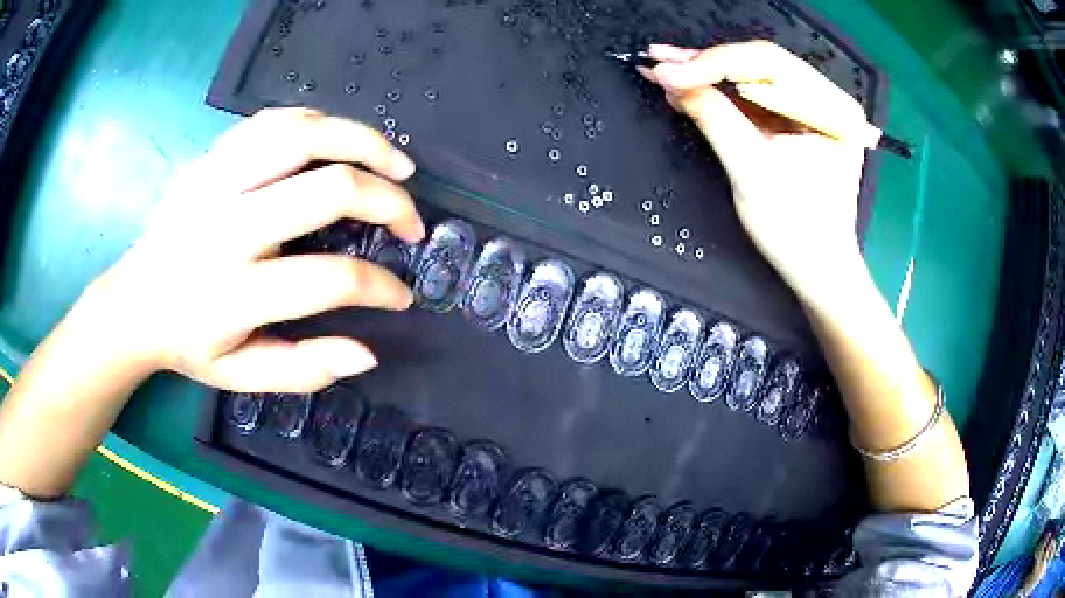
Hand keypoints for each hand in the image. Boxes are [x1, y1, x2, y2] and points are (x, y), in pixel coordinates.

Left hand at [89, 108, 424, 392]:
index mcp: (235, 294)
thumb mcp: (241, 376)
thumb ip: (303, 370)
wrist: (132, 302)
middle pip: (328, 189)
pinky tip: (339, 141)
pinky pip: (272, 121)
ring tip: (397, 164)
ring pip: (304, 135)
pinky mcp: (209, 159)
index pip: (329, 280)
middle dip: (388, 202)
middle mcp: (227, 228)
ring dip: (363, 142)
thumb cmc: (188, 343)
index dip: (380, 287)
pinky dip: (318, 124)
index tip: (400, 295)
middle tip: (411, 221)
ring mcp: (215, 181)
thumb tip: (367, 354)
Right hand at [640, 41, 867, 302]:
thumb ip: (714, 118)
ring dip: (707, 72)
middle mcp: (828, 99)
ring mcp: (813, 107)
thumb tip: (669, 78)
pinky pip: (753, 94)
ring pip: (752, 74)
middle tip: (656, 60)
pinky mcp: (795, 119)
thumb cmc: (796, 230)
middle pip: (760, 63)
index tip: (666, 72)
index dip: (713, 64)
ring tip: (663, 69)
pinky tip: (687, 85)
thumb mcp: (752, 172)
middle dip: (706, 62)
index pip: (768, 64)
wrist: (816, 267)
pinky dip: (719, 90)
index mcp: (834, 109)